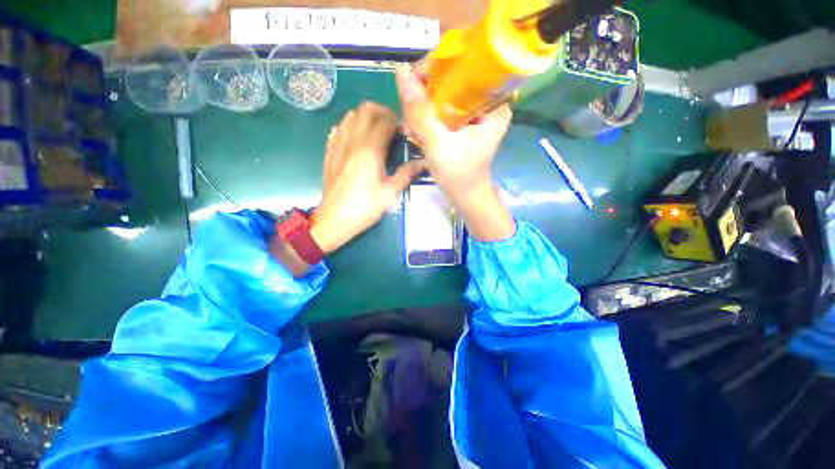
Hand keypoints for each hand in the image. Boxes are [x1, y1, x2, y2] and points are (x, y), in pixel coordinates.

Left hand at [310, 102, 425, 253]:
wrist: (334, 219)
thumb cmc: (364, 207)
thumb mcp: (390, 194)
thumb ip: (406, 174)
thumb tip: (423, 162)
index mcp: (370, 150)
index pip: (385, 120)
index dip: (398, 121)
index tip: (405, 132)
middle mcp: (353, 140)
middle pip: (366, 109)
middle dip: (382, 112)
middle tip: (392, 128)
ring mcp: (338, 144)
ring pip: (350, 115)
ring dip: (366, 118)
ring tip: (376, 133)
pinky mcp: (329, 151)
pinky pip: (339, 128)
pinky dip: (350, 126)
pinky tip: (357, 141)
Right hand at [394, 66, 515, 241]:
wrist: (466, 196)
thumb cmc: (458, 176)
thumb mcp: (438, 145)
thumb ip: (421, 112)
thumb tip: (401, 71)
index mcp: (494, 102)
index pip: (466, 64)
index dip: (436, 67)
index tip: (414, 85)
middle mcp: (488, 100)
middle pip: (453, 76)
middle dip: (425, 92)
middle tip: (411, 116)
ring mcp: (476, 109)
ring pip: (445, 90)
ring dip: (423, 105)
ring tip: (412, 127)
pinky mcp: (466, 119)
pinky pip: (443, 104)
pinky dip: (427, 113)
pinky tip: (417, 129)